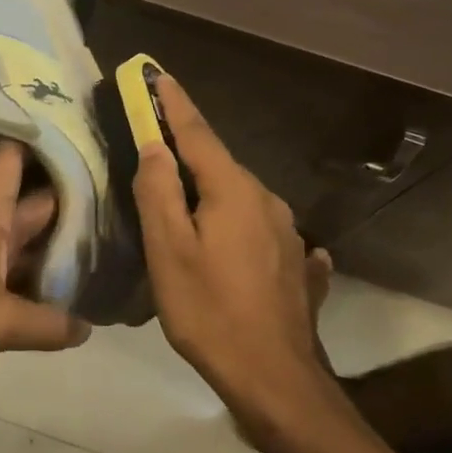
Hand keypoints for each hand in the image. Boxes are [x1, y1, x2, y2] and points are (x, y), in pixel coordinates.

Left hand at [0, 142, 91, 380]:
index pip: (11, 165)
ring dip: (52, 248)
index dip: (38, 143)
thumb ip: (46, 324)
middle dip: (67, 203)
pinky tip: (60, 296)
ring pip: (19, 246)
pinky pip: (6, 277)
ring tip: (101, 248)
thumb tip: (86, 327)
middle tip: (115, 200)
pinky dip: (32, 282)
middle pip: (28, 208)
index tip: (74, 130)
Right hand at [133, 75, 333, 446]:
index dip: (175, 105)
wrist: (274, 376)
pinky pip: (260, 232)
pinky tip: (234, 245)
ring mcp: (289, 234)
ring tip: (185, 208)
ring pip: (241, 199)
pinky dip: (238, 227)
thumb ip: (159, 192)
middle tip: (157, 150)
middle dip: (189, 153)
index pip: (199, 134)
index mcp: (234, 191)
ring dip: (212, 193)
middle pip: (221, 166)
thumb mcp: (169, 250)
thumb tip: (154, 147)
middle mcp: (268, 201)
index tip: (158, 76)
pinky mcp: (297, 264)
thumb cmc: (209, 310)